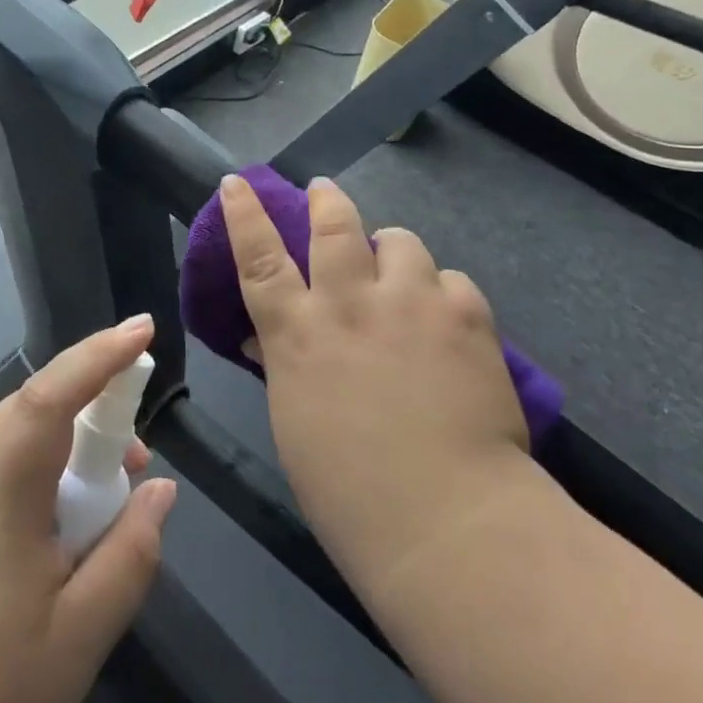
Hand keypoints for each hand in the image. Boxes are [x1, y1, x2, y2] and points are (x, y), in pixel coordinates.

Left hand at [0, 317, 176, 702]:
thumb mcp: (75, 641)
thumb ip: (128, 557)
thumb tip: (160, 491)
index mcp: (1, 489)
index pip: (52, 393)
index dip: (100, 354)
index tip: (144, 328)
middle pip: (32, 410)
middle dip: (91, 403)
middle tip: (137, 447)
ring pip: (14, 445)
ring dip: (65, 449)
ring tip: (105, 500)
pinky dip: (39, 480)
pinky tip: (54, 537)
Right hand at [219, 174, 528, 592]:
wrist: (449, 521)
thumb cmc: (350, 490)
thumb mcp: (296, 423)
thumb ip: (284, 368)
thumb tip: (266, 341)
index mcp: (299, 333)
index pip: (260, 256)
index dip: (244, 213)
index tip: (237, 181)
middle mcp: (350, 302)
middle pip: (333, 226)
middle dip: (326, 200)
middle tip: (325, 191)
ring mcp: (410, 301)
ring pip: (399, 240)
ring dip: (392, 249)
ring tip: (399, 269)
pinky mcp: (465, 313)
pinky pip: (450, 279)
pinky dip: (441, 292)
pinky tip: (446, 321)